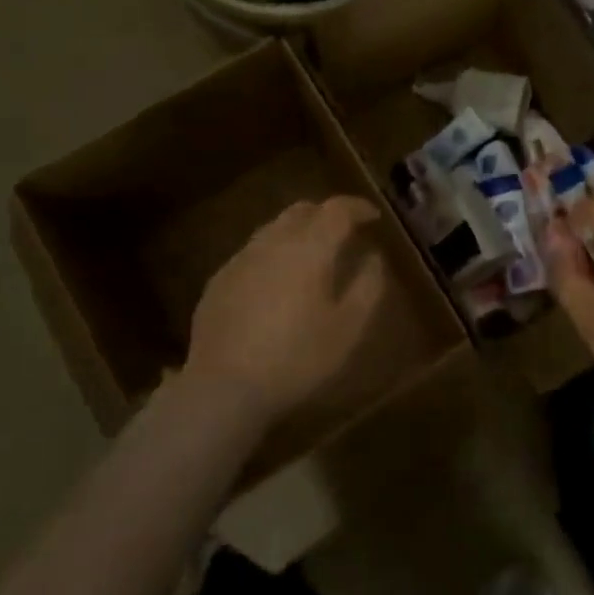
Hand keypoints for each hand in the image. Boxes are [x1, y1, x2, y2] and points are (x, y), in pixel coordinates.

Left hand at [184, 195, 390, 421]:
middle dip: (326, 214)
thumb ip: (367, 287)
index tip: (373, 216)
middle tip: (344, 231)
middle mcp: (272, 243)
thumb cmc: (297, 359)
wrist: (224, 387)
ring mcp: (241, 259)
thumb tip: (374, 258)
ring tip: (312, 254)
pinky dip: (273, 253)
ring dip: (298, 232)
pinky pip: (253, 252)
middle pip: (301, 210)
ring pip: (273, 228)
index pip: (337, 210)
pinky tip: (277, 280)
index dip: (358, 207)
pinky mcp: (219, 279)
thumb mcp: (347, 329)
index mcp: (308, 249)